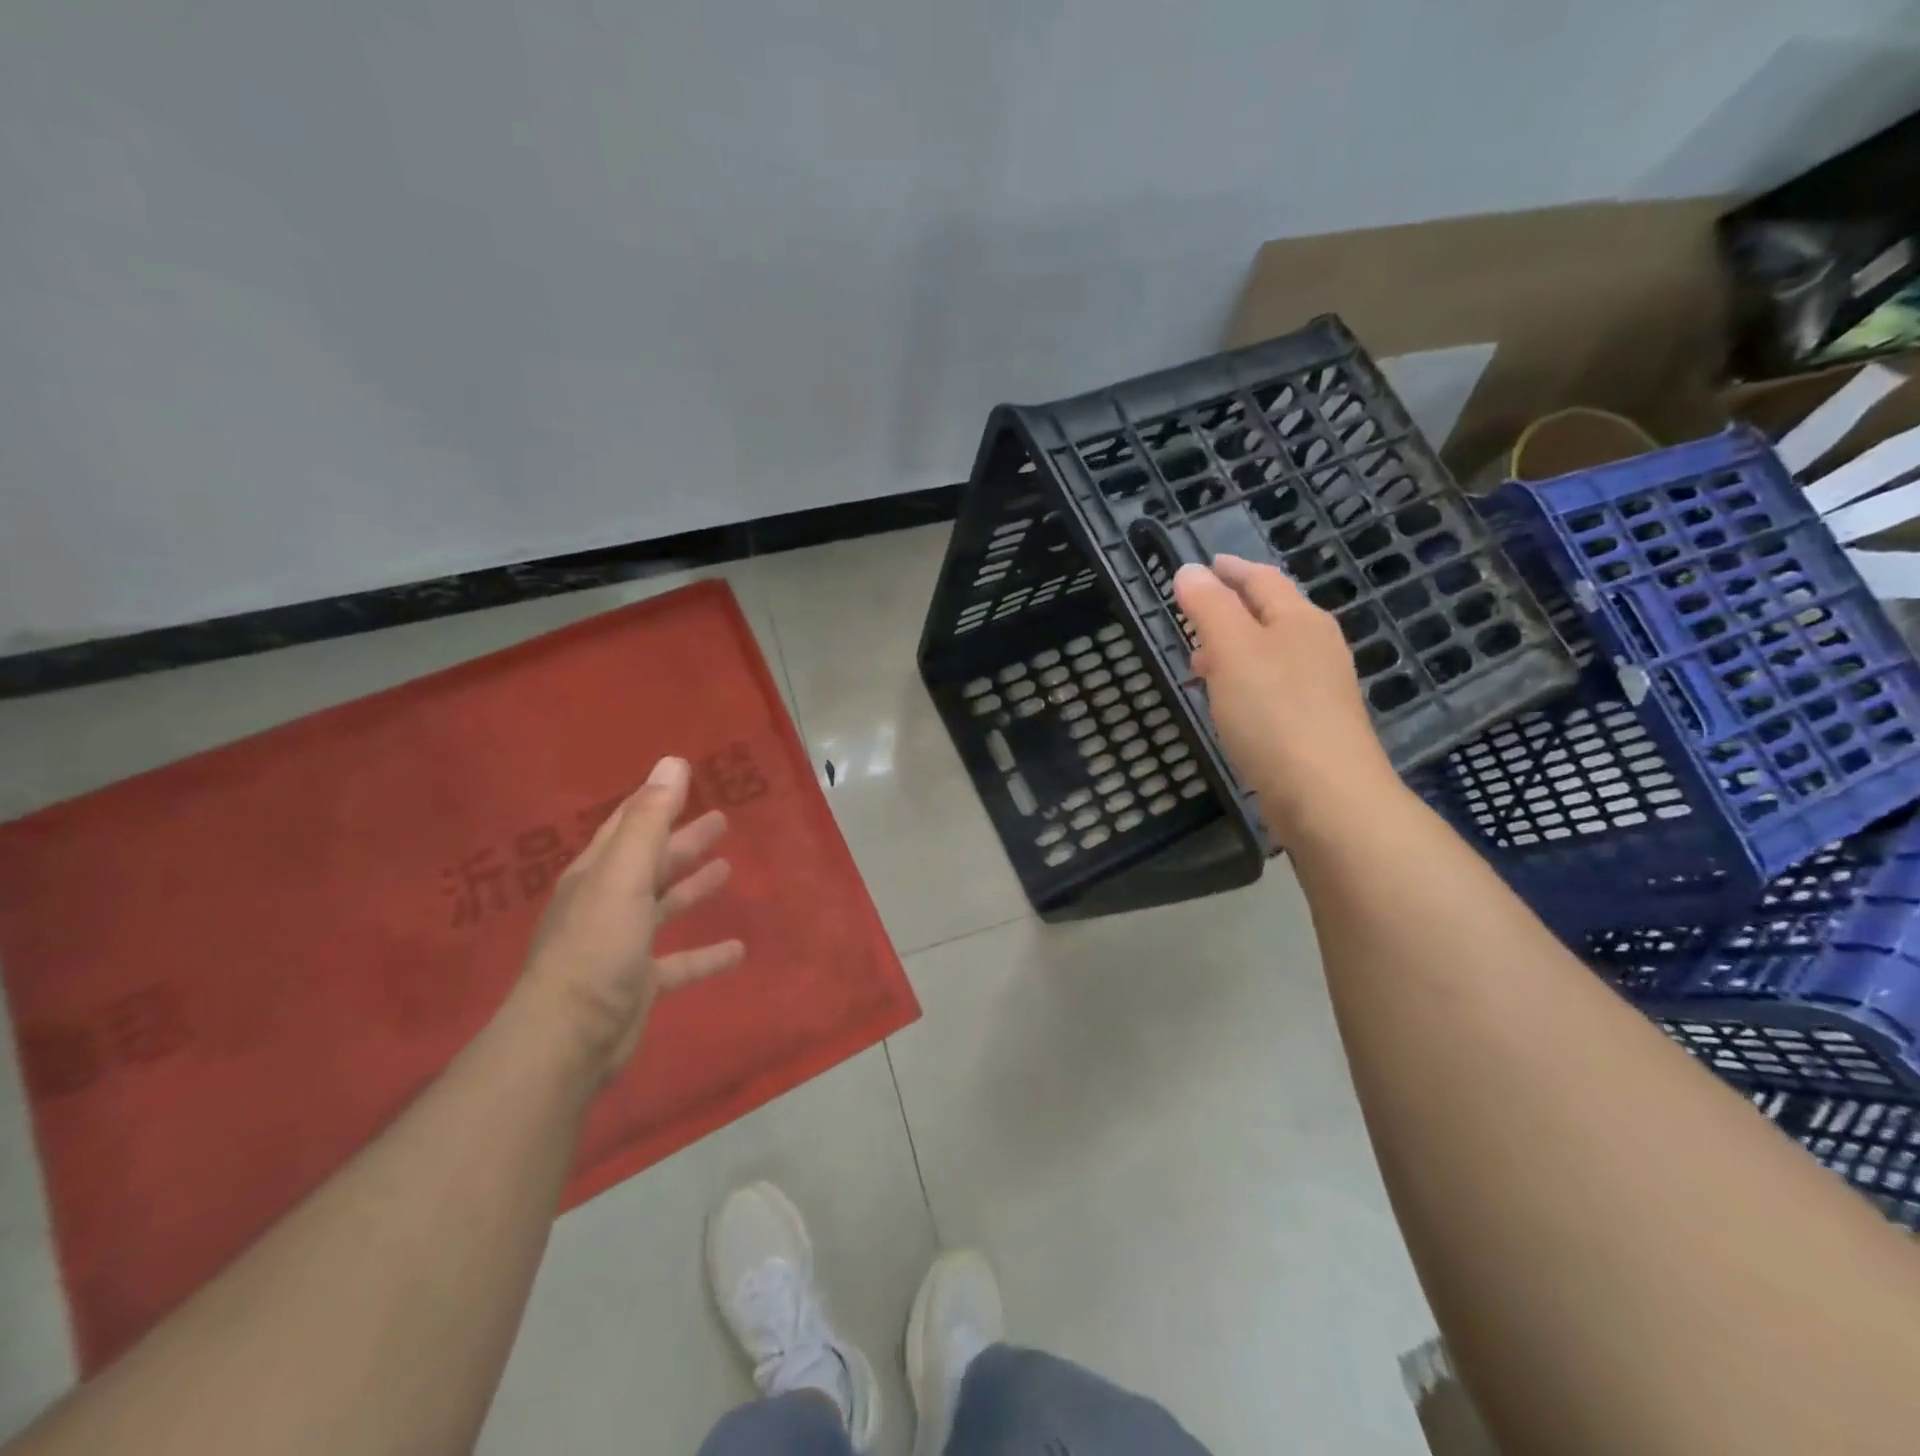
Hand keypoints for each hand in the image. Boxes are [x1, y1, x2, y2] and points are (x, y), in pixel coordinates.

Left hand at [516, 757, 744, 1082]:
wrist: (569, 1037)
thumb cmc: (597, 947)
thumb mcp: (624, 876)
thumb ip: (649, 821)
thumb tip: (673, 763)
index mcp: (598, 874)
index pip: (628, 826)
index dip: (655, 802)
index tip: (683, 779)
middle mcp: (607, 903)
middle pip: (652, 863)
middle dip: (683, 841)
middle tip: (721, 821)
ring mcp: (622, 945)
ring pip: (665, 906)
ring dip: (693, 887)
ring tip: (728, 870)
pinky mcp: (639, 984)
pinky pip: (680, 962)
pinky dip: (706, 954)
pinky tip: (738, 950)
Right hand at [1173, 554, 1401, 842]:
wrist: (1327, 795)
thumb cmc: (1274, 713)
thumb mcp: (1232, 650)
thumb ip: (1209, 607)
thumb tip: (1189, 570)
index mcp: (1299, 619)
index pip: (1261, 579)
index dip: (1229, 569)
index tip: (1204, 566)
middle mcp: (1316, 645)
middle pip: (1270, 614)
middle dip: (1230, 610)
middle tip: (1192, 617)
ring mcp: (1321, 686)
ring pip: (1271, 652)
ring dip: (1235, 649)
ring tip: (1200, 665)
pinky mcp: (1315, 723)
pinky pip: (1274, 686)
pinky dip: (1246, 681)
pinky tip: (1230, 704)